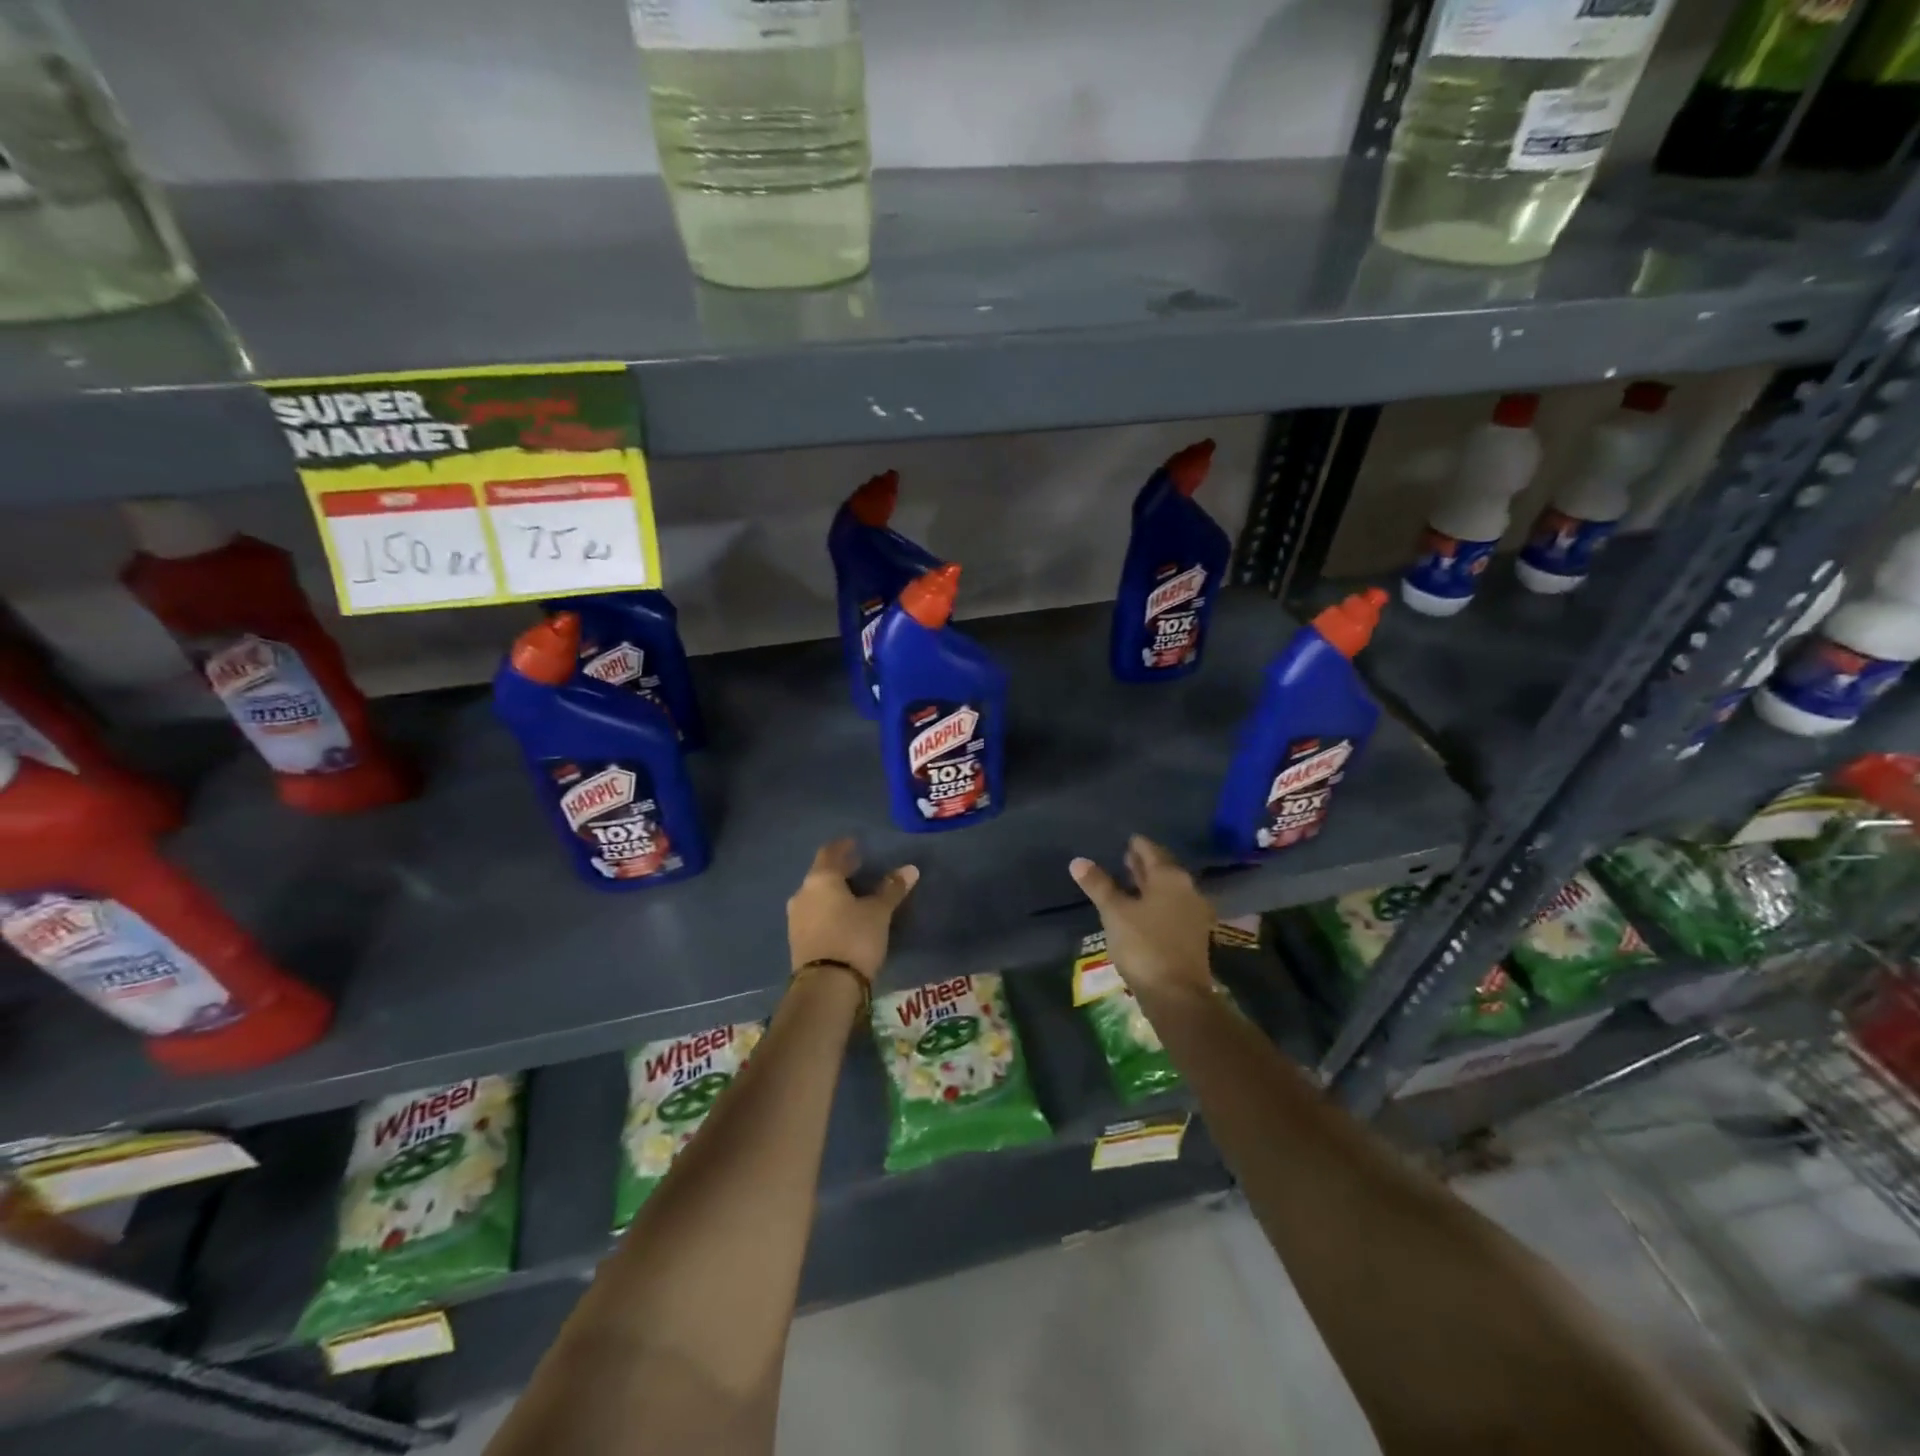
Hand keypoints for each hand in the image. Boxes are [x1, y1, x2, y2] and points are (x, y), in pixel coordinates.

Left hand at [787, 838, 918, 982]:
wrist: (825, 987)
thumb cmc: (854, 938)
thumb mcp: (878, 912)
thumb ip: (891, 889)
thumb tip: (910, 869)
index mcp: (820, 879)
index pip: (830, 852)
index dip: (843, 846)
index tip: (855, 843)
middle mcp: (803, 894)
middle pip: (821, 874)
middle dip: (840, 870)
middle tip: (858, 867)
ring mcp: (796, 918)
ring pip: (816, 896)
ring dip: (833, 892)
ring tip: (853, 895)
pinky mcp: (797, 940)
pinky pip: (814, 915)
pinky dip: (827, 910)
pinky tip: (842, 918)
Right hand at [1069, 836, 1213, 1000]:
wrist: (1177, 995)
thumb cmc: (1144, 946)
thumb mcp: (1114, 913)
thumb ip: (1098, 885)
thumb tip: (1078, 861)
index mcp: (1170, 878)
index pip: (1151, 851)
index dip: (1137, 845)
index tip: (1126, 839)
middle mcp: (1187, 890)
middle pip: (1163, 869)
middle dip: (1143, 863)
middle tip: (1124, 856)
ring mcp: (1193, 913)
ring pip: (1168, 889)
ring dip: (1149, 884)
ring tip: (1129, 881)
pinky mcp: (1192, 935)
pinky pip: (1172, 907)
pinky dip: (1156, 902)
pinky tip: (1141, 909)